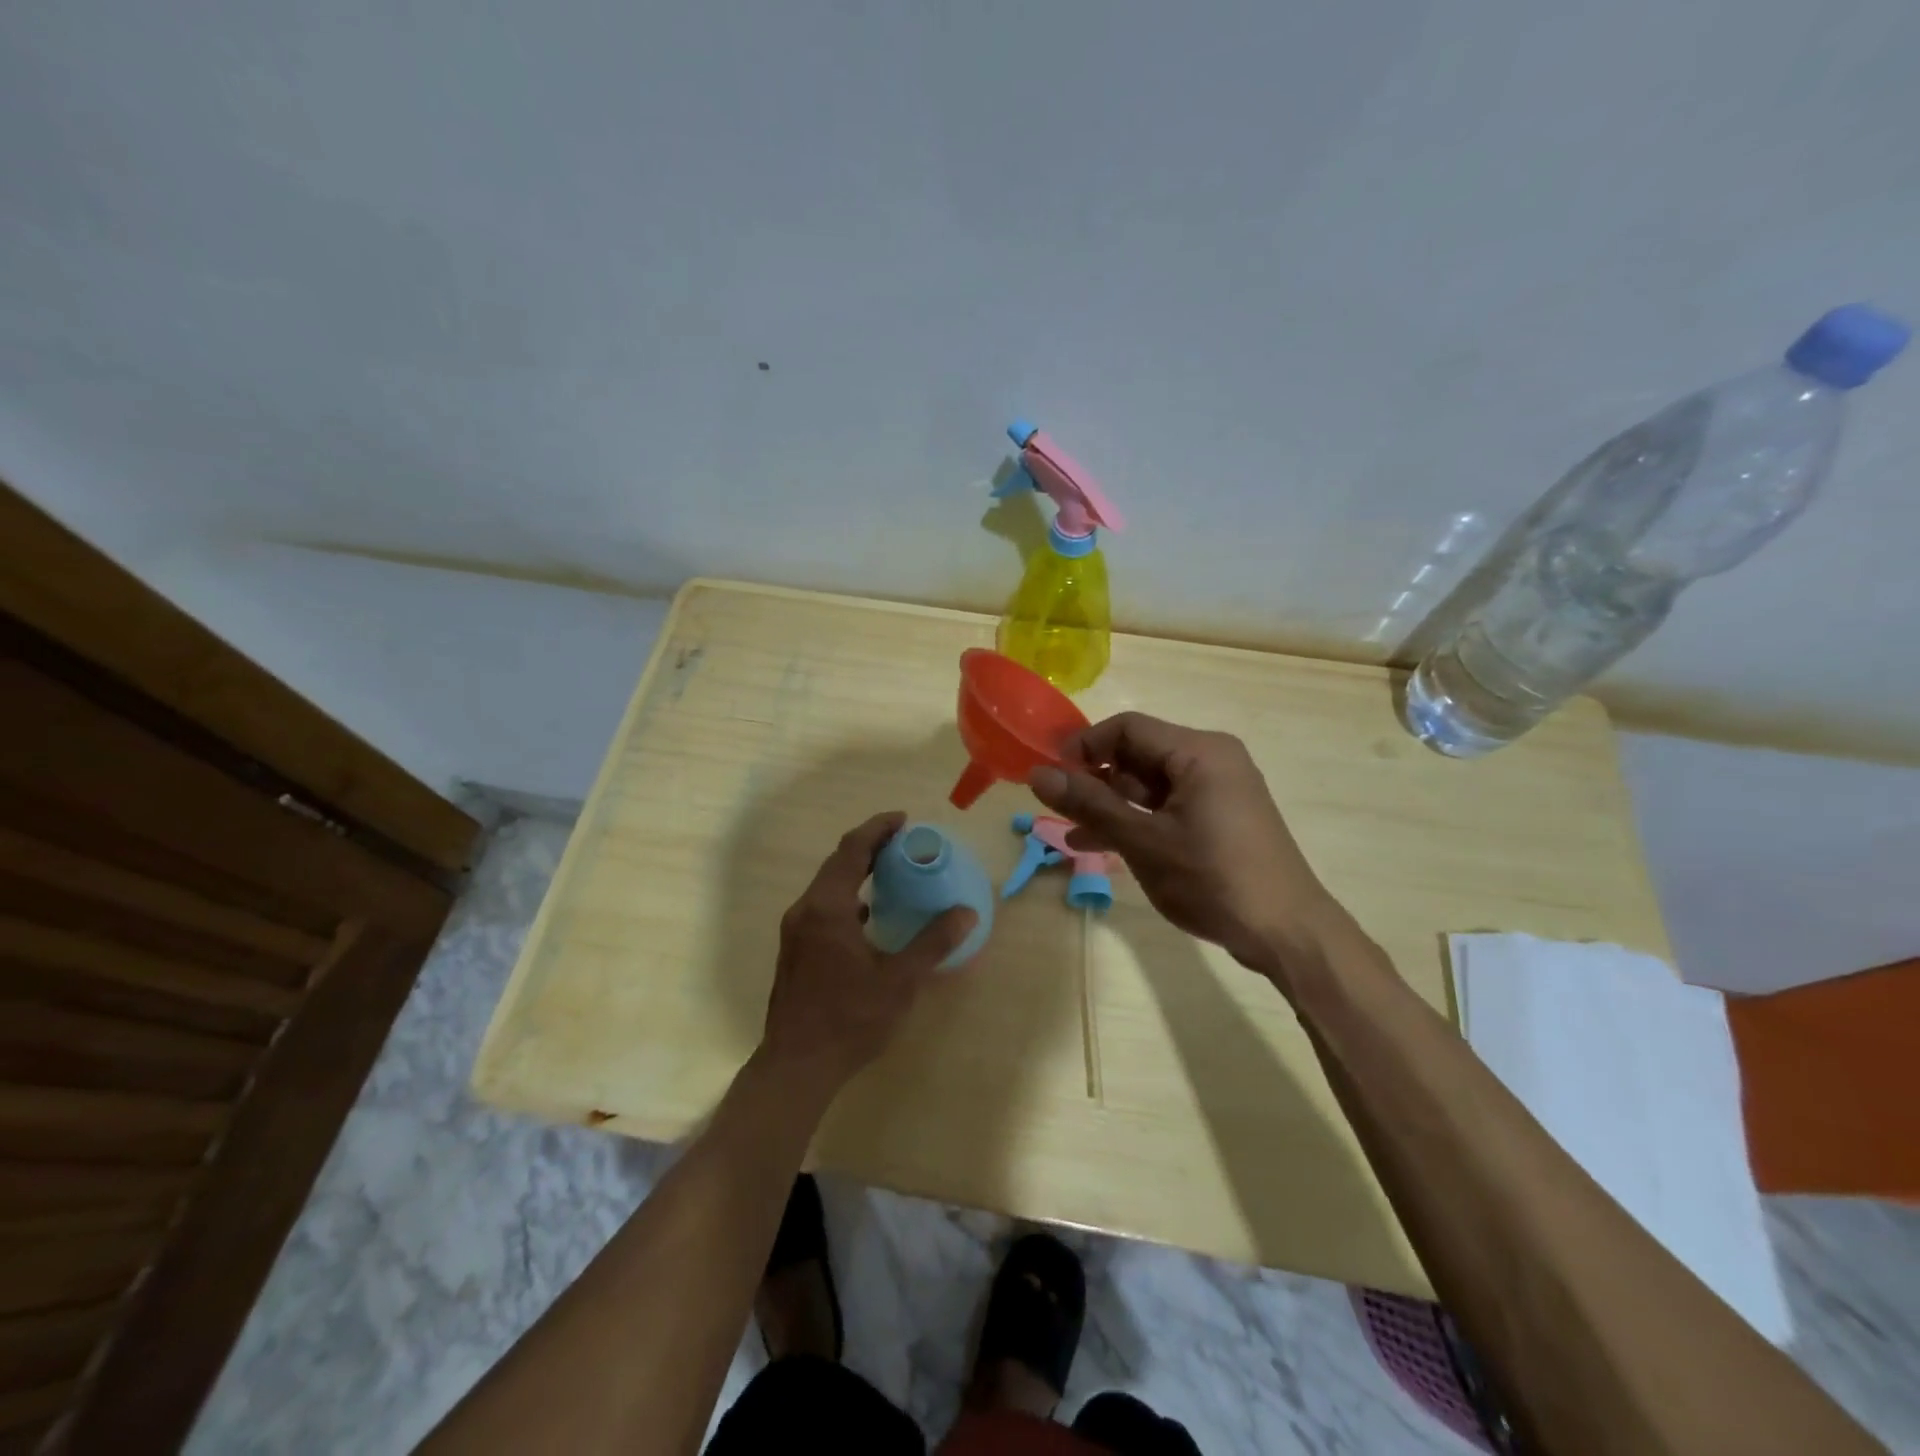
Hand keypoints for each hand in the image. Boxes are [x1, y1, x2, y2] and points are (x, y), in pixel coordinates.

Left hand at [759, 812, 976, 1096]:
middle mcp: (806, 910)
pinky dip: (846, 897)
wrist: (796, 1065)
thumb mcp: (899, 981)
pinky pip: (822, 906)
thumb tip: (965, 913)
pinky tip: (868, 916)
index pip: (852, 849)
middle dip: (869, 845)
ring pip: (827, 885)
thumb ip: (932, 942)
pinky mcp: (795, 949)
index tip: (904, 820)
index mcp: (828, 908)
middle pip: (837, 862)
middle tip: (903, 842)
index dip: (877, 828)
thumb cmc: (850, 1019)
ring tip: (889, 872)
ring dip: (856, 871)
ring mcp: (795, 930)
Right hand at [1028, 713, 1350, 977]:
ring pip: (1148, 785)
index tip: (1051, 777)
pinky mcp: (1219, 818)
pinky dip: (1136, 821)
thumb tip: (1037, 774)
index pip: (1127, 727)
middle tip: (1058, 809)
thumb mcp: (1143, 841)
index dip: (1084, 747)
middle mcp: (1210, 759)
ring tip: (1071, 833)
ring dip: (1110, 806)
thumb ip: (1089, 805)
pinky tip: (1102, 845)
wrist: (1286, 933)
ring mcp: (1217, 790)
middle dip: (1095, 780)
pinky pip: (1166, 807)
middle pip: (1137, 754)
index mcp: (1198, 751)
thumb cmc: (1213, 879)